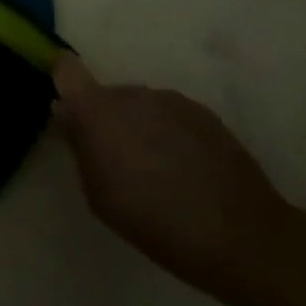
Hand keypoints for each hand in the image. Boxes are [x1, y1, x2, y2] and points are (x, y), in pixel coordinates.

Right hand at [50, 55, 293, 288]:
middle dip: (107, 120)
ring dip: (140, 127)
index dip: (64, 82)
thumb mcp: (98, 195)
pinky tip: (186, 171)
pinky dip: (170, 135)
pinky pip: (171, 116)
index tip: (69, 110)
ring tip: (157, 171)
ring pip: (141, 106)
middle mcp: (131, 93)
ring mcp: (170, 100)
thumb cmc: (154, 221)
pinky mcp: (204, 114)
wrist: (242, 236)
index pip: (67, 69)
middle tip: (118, 162)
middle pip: (107, 95)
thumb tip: (69, 118)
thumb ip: (80, 149)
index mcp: (96, 110)